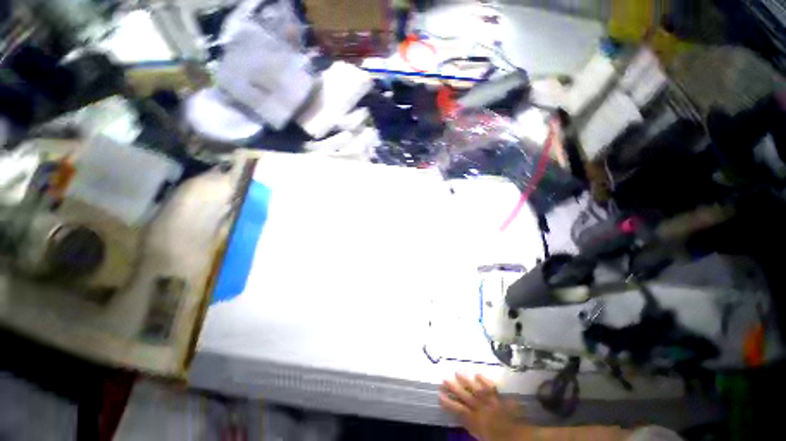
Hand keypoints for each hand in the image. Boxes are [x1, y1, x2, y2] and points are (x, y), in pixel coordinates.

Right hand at [439, 373, 526, 440]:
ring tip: (457, 371)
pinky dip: (484, 380)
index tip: (439, 394)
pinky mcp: (499, 398)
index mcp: (475, 421)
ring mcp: (490, 401)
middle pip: (465, 397)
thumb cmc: (498, 439)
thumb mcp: (481, 436)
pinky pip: (491, 387)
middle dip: (454, 388)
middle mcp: (480, 409)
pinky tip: (478, 374)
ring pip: (475, 389)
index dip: (448, 402)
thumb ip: (472, 426)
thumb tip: (462, 418)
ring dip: (466, 381)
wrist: (519, 437)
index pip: (458, 410)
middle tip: (444, 379)